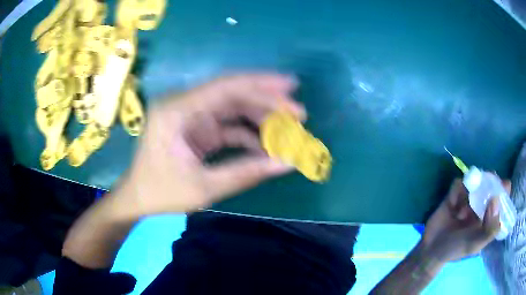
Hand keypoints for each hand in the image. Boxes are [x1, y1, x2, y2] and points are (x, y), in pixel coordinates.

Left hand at [116, 74, 305, 216]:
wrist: (138, 198)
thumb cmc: (162, 193)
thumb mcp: (204, 188)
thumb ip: (246, 173)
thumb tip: (288, 163)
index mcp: (177, 111)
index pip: (225, 87)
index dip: (261, 85)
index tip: (291, 88)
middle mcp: (184, 105)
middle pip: (232, 93)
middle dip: (267, 100)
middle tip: (298, 111)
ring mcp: (190, 115)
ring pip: (232, 107)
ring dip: (261, 118)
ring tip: (288, 131)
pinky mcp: (196, 127)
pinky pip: (227, 124)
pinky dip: (248, 133)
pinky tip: (266, 146)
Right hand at [421, 178, 510, 262]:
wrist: (431, 249)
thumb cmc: (456, 249)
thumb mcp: (475, 245)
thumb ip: (489, 228)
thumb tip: (495, 199)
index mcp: (490, 215)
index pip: (503, 196)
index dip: (504, 189)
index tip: (502, 187)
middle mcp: (483, 203)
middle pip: (491, 182)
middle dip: (488, 183)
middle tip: (482, 193)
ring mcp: (469, 197)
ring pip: (475, 179)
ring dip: (470, 191)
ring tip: (462, 211)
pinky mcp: (456, 192)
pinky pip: (459, 183)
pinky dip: (457, 192)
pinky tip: (452, 205)